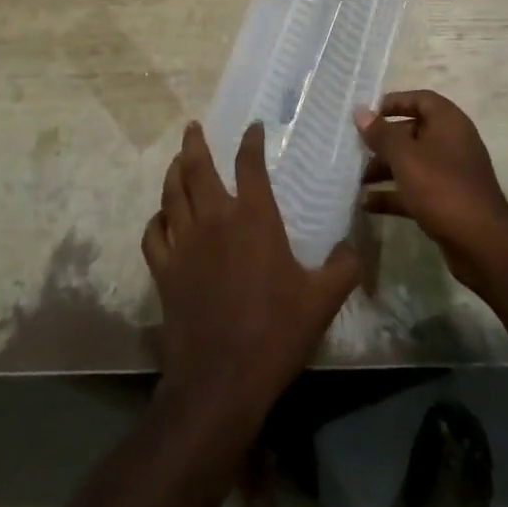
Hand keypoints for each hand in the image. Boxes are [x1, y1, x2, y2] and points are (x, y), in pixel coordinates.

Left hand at [142, 121, 359, 421]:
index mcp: (254, 217)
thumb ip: (343, 267)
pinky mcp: (164, 270)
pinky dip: (156, 219)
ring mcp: (185, 243)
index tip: (253, 127)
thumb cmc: (276, 332)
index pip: (250, 164)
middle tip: (193, 126)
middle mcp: (215, 219)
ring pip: (172, 194)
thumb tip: (353, 245)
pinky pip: (154, 234)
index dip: (251, 141)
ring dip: (174, 171)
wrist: (221, 379)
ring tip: (177, 159)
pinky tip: (162, 218)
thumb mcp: (323, 300)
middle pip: (198, 168)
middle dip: (195, 143)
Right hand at [355, 90, 507, 290]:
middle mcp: (452, 143)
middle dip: (383, 141)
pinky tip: (367, 204)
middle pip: (412, 132)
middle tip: (355, 149)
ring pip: (412, 163)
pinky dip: (393, 194)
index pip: (421, 99)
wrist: (481, 243)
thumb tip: (360, 111)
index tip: (368, 113)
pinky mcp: (447, 201)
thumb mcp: (406, 157)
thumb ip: (381, 133)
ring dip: (385, 169)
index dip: (394, 102)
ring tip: (356, 179)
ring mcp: (451, 174)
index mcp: (449, 122)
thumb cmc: (442, 187)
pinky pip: (415, 190)